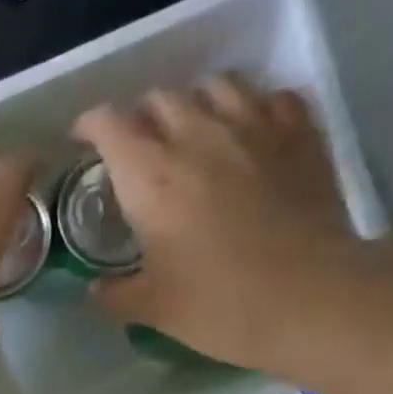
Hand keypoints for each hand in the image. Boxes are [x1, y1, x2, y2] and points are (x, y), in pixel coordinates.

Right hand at [73, 76, 368, 367]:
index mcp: (150, 176)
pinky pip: (272, 97)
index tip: (84, 143)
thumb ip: (114, 295)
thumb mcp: (151, 308)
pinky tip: (251, 132)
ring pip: (216, 85)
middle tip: (139, 149)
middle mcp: (198, 136)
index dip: (90, 126)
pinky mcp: (300, 135)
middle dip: (141, 117)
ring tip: (194, 131)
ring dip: (196, 103)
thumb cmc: (217, 304)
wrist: (309, 298)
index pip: (109, 124)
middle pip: (160, 97)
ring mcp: (255, 127)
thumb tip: (96, 290)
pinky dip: (254, 107)